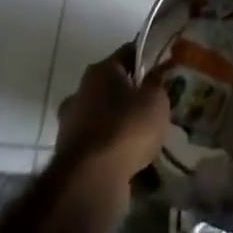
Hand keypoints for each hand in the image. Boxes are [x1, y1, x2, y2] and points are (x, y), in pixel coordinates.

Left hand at [54, 45, 169, 184]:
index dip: (147, 58)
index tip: (164, 67)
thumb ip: (157, 85)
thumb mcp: (156, 100)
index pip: (128, 52)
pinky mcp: (67, 156)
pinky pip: (97, 145)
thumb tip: (156, 76)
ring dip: (118, 124)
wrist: (91, 180)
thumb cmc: (126, 127)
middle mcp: (80, 91)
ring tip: (143, 138)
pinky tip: (130, 160)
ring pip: (102, 117)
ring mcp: (70, 125)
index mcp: (101, 70)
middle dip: (130, 94)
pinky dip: (110, 150)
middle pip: (111, 86)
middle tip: (153, 105)